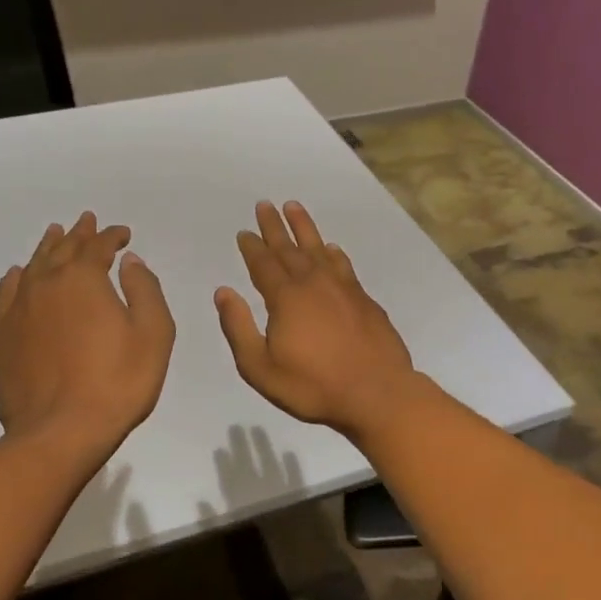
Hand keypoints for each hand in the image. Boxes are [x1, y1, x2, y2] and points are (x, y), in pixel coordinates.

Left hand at [0, 212, 175, 456]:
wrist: (60, 432)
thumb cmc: (117, 382)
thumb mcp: (153, 334)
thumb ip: (144, 289)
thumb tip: (129, 261)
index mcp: (83, 279)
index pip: (98, 246)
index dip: (112, 237)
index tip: (123, 235)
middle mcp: (46, 284)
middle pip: (63, 249)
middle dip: (78, 234)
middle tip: (86, 221)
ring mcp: (19, 309)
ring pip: (33, 266)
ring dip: (47, 248)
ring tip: (54, 234)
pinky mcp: (2, 337)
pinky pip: (6, 295)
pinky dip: (15, 279)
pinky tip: (17, 275)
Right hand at [214, 201, 424, 438]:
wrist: (377, 394)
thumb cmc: (313, 386)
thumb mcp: (260, 367)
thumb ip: (238, 328)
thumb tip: (223, 292)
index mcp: (285, 298)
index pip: (263, 264)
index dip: (252, 247)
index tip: (245, 232)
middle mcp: (313, 284)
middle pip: (289, 248)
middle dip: (275, 227)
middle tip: (265, 205)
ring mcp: (343, 289)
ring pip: (318, 249)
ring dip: (304, 228)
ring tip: (294, 207)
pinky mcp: (364, 300)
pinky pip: (343, 265)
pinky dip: (333, 253)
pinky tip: (331, 248)